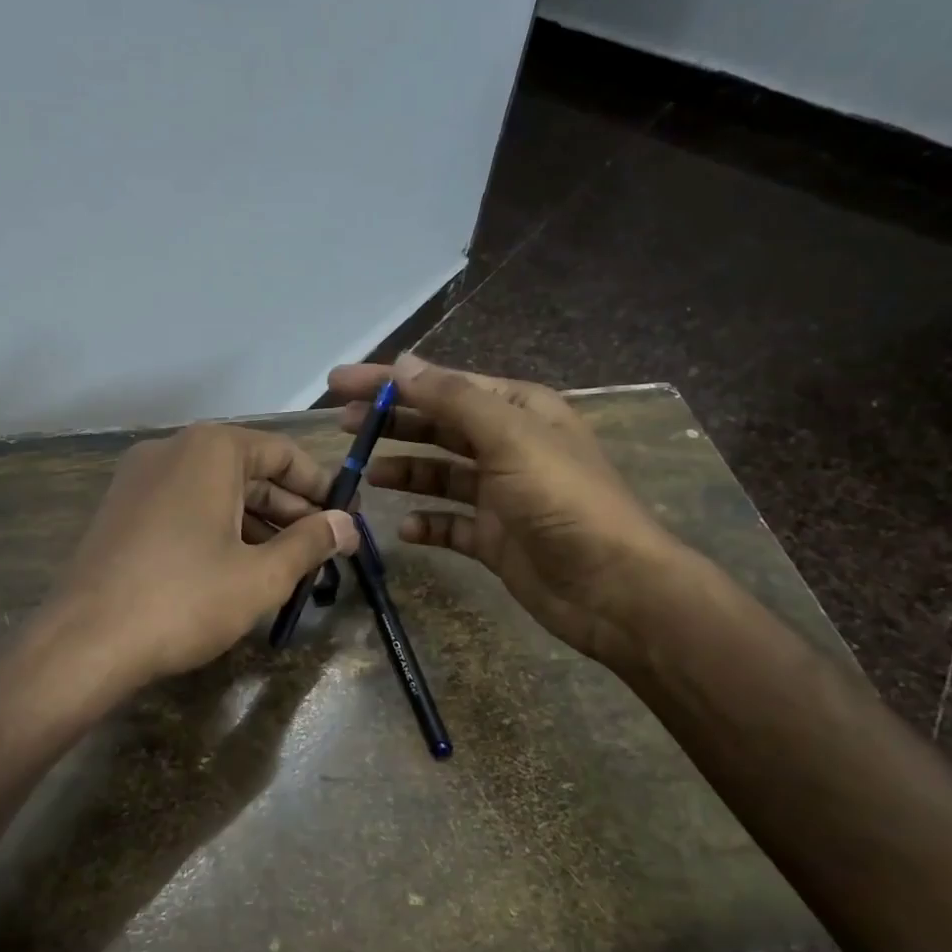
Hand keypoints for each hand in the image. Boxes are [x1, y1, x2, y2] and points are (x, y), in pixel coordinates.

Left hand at [49, 421, 357, 687]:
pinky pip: (185, 507)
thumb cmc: (185, 599)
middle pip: (249, 471)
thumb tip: (347, 525)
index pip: (282, 453)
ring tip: (288, 566)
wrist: (84, 642)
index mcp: (210, 450)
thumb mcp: (261, 575)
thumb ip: (310, 543)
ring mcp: (140, 479)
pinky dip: (219, 529)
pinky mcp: (121, 511)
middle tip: (324, 549)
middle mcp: (172, 450)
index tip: (347, 518)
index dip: (321, 486)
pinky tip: (238, 569)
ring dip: (257, 524)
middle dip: (291, 510)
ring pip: (216, 492)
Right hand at [327, 353, 681, 666]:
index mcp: (518, 410)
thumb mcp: (509, 437)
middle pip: (439, 426)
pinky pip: (451, 524)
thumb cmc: (562, 499)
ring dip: (405, 471)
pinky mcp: (495, 538)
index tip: (340, 382)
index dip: (391, 380)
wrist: (612, 587)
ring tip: (365, 475)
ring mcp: (501, 494)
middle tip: (342, 427)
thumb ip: (454, 399)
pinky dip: (427, 524)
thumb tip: (404, 363)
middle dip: (392, 423)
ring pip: (440, 474)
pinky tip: (406, 528)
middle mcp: (508, 446)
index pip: (443, 385)